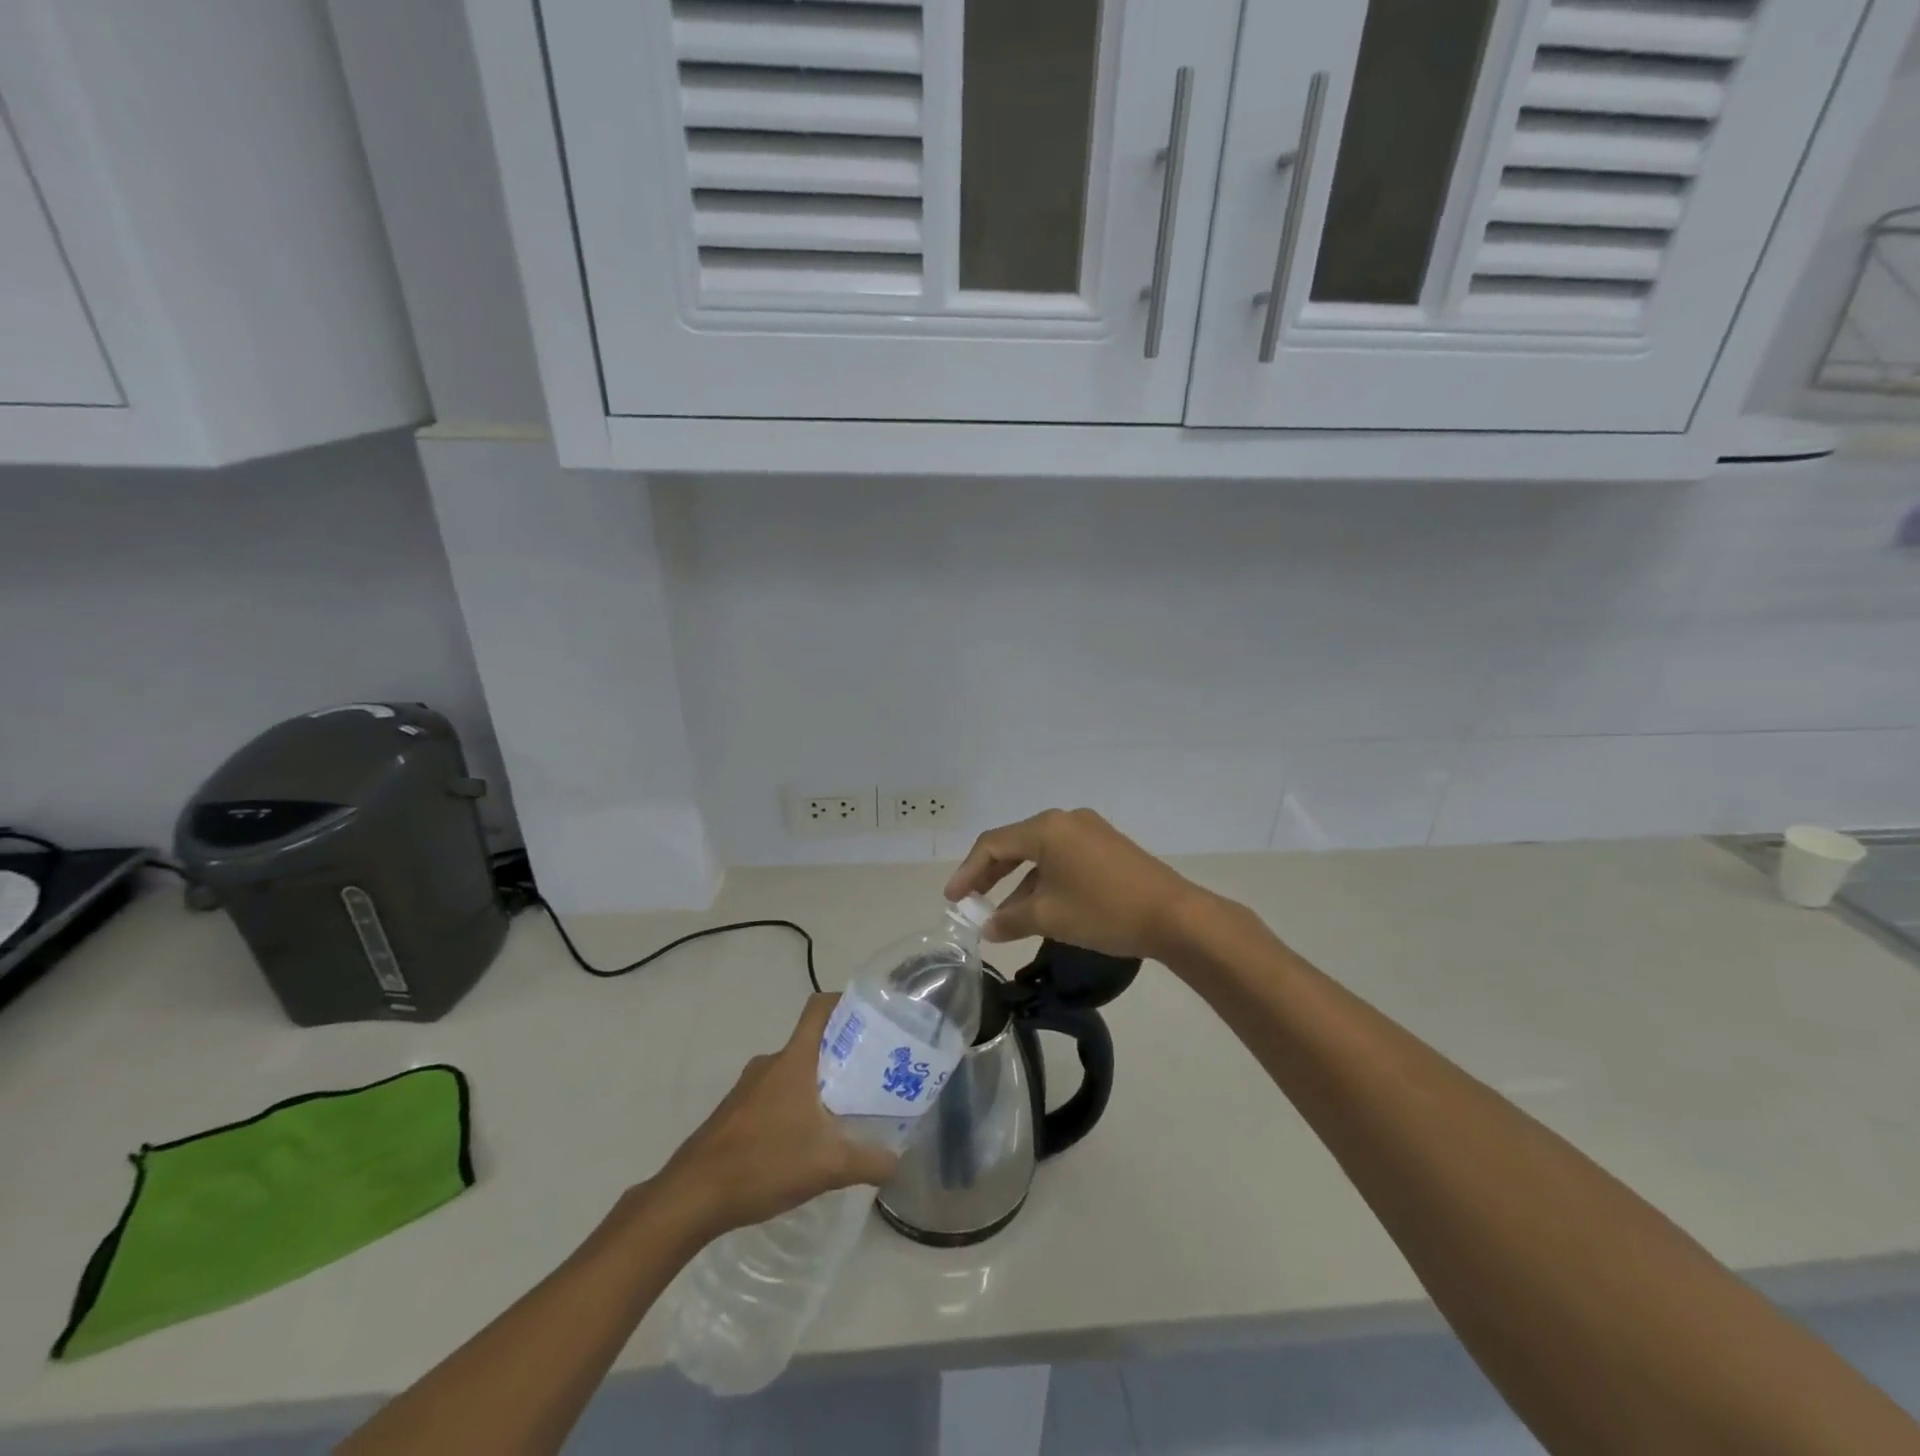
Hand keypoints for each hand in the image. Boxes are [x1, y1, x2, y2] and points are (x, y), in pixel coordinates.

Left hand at [655, 995, 898, 1239]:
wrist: (692, 1196)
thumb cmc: (763, 1163)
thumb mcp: (828, 1166)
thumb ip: (869, 1161)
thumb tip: (897, 1160)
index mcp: (794, 1060)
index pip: (820, 1008)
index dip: (846, 1003)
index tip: (873, 1018)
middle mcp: (771, 1063)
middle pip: (812, 1042)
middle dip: (843, 1054)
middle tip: (872, 1074)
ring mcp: (749, 1087)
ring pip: (794, 1071)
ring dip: (819, 1083)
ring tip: (846, 1110)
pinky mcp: (735, 1111)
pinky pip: (775, 1094)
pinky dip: (796, 1105)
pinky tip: (807, 1140)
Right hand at [944, 808, 1200, 960]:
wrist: (1174, 916)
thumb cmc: (1104, 911)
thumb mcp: (1050, 917)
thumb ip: (1011, 920)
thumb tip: (988, 927)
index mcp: (1046, 828)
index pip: (993, 844)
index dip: (968, 872)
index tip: (953, 900)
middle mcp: (1065, 820)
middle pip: (1015, 844)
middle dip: (990, 874)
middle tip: (970, 901)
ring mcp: (1089, 831)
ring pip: (1040, 853)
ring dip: (1019, 882)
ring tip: (1003, 915)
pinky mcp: (1107, 846)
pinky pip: (1062, 858)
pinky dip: (1044, 880)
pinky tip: (1039, 907)